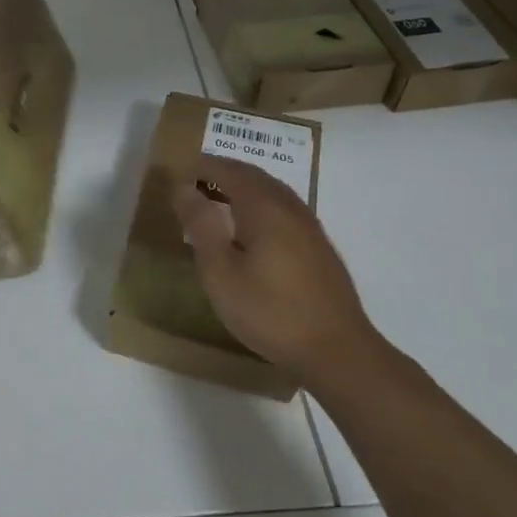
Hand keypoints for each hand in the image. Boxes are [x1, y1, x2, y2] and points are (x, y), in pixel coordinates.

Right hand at [171, 156, 380, 382]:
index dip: (203, 166)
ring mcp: (309, 226)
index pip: (229, 171)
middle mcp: (289, 207)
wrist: (337, 350)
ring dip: (243, 187)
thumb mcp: (221, 272)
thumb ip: (201, 226)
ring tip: (218, 201)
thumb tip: (184, 188)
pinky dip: (260, 204)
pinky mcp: (319, 246)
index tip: (179, 171)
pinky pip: (283, 208)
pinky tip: (252, 229)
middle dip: (223, 172)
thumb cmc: (270, 311)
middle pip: (253, 176)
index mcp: (263, 207)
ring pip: (271, 191)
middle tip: (195, 181)